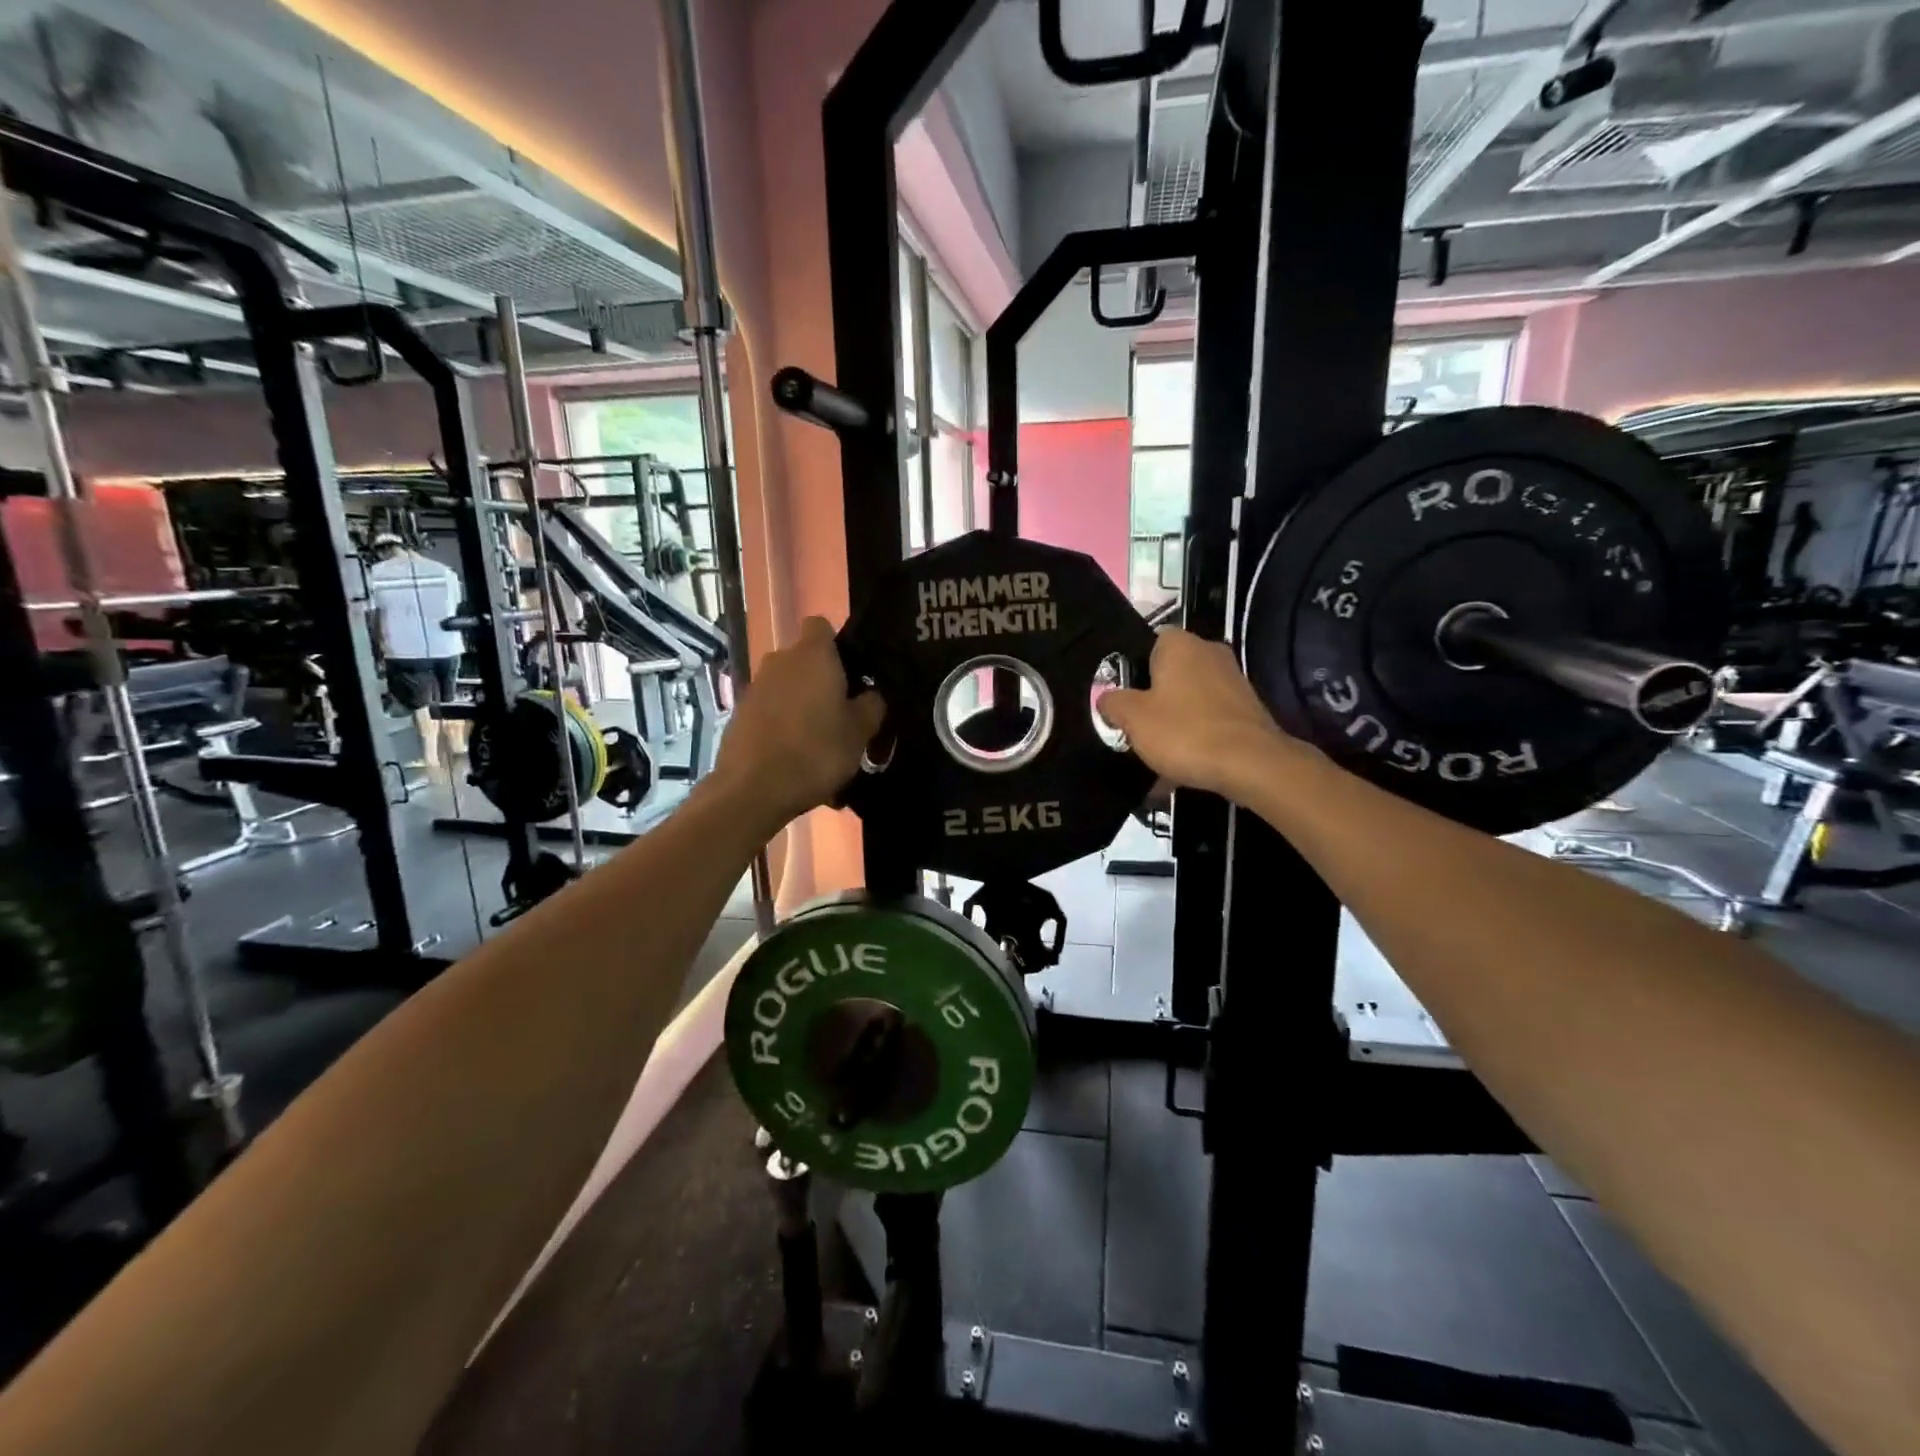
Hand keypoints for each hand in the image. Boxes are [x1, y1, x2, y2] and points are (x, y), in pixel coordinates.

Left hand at [713, 616, 885, 829]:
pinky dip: (783, 728)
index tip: (851, 672)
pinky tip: (796, 761)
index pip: (821, 625)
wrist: (753, 790)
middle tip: (842, 715)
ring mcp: (755, 688)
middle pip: (804, 660)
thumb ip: (871, 705)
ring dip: (802, 708)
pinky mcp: (739, 715)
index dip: (837, 644)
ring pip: (787, 689)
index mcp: (812, 655)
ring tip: (820, 746)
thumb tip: (870, 694)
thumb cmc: (816, 751)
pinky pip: (771, 714)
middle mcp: (779, 661)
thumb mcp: (860, 732)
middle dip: (821, 681)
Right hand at [1097, 628, 1296, 797]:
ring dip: (1172, 723)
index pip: (1148, 642)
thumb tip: (1106, 699)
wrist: (1251, 765)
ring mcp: (1233, 681)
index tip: (1120, 696)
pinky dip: (1194, 739)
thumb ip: (1112, 703)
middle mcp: (1209, 653)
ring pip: (1188, 699)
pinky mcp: (1247, 710)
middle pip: (1169, 673)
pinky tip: (1180, 768)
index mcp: (1180, 644)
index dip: (1130, 668)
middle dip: (1151, 699)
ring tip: (1155, 756)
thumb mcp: (1132, 718)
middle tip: (1132, 726)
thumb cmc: (1184, 732)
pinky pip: (1208, 720)